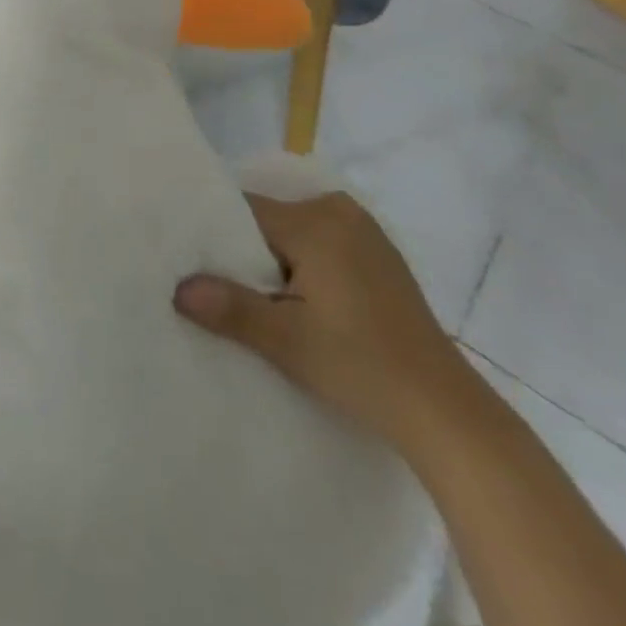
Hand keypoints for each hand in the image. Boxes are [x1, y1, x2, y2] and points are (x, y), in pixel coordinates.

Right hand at [174, 192, 474, 451]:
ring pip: (292, 234)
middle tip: (215, 283)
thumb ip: (230, 308)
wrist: (448, 415)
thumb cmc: (363, 368)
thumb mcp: (287, 341)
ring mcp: (364, 233)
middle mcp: (340, 212)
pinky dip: (301, 266)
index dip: (215, 234)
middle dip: (243, 251)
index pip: (244, 210)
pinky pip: (319, 245)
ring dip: (273, 261)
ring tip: (249, 295)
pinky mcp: (378, 257)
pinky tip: (293, 301)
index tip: (191, 258)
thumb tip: (177, 288)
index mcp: (317, 222)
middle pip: (268, 220)